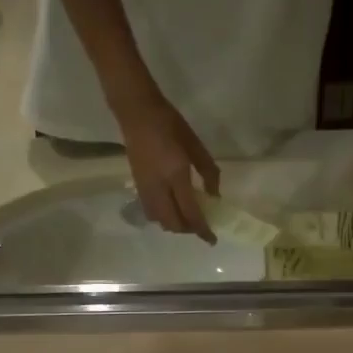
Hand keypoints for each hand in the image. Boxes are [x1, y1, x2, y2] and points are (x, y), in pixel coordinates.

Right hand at [120, 96, 220, 241]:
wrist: (137, 112)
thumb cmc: (170, 124)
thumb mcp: (195, 145)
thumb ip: (208, 172)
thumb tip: (215, 196)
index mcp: (176, 174)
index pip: (190, 212)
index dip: (202, 229)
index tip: (212, 240)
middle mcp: (159, 187)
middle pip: (173, 223)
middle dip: (188, 229)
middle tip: (200, 225)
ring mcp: (145, 189)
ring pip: (160, 220)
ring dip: (175, 224)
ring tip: (187, 216)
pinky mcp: (137, 186)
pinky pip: (151, 212)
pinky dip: (163, 217)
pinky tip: (172, 207)